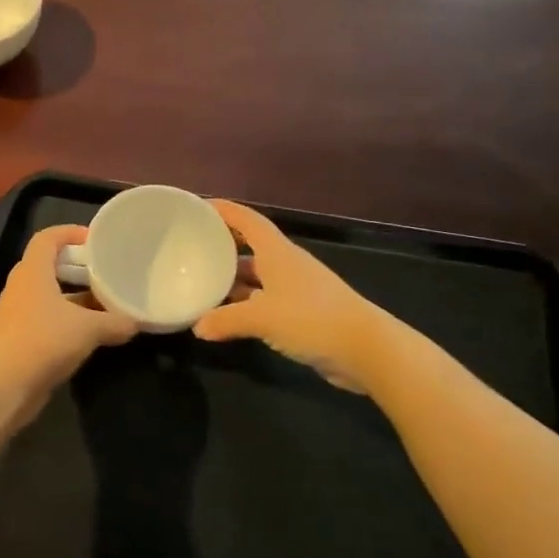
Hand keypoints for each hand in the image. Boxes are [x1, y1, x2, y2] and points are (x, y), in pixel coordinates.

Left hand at [0, 225, 137, 409]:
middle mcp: (21, 286)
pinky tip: (87, 333)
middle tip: (103, 272)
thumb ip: (114, 322)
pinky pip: (44, 317)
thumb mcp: (88, 329)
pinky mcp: (17, 337)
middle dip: (75, 267)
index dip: (69, 232)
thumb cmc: (45, 340)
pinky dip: (65, 319)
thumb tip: (136, 323)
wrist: (6, 384)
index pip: (47, 238)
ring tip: (102, 303)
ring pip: (47, 294)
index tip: (94, 239)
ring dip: (72, 296)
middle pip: (48, 265)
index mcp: (32, 271)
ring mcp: (16, 312)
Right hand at [193, 199, 403, 393]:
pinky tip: (226, 316)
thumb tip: (197, 327)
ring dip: (232, 279)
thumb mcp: (261, 318)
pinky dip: (244, 305)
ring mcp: (295, 289)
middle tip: (191, 249)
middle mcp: (285, 264)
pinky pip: (264, 300)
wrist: (367, 350)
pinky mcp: (301, 313)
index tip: (197, 207)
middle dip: (222, 246)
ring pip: (255, 276)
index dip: (224, 210)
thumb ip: (225, 320)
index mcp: (277, 252)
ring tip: (201, 283)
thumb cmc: (312, 319)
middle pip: (249, 247)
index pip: (247, 220)